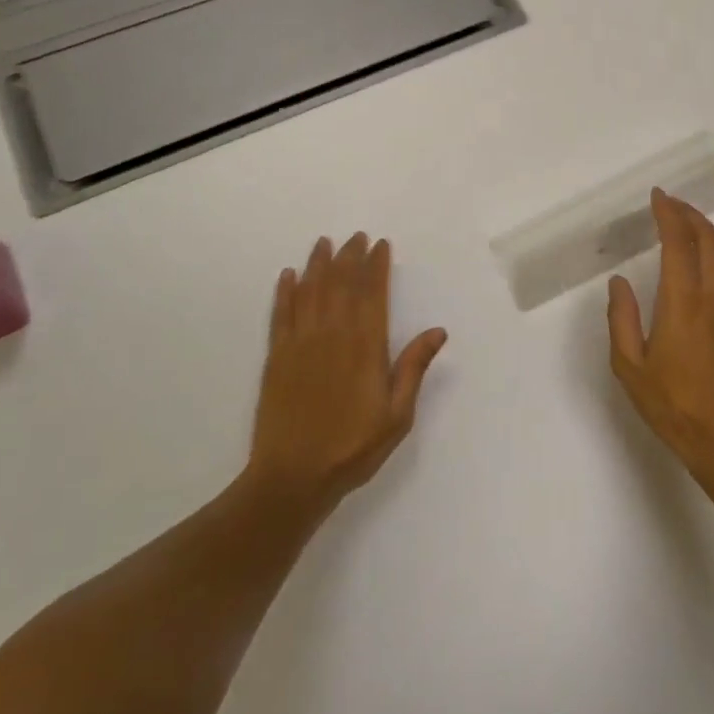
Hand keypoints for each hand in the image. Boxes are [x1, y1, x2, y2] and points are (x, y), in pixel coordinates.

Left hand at [246, 234, 446, 511]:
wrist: (293, 477)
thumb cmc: (352, 448)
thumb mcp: (397, 415)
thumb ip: (413, 368)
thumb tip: (438, 331)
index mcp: (365, 347)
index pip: (373, 293)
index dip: (377, 266)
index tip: (380, 245)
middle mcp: (333, 335)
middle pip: (341, 284)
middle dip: (350, 257)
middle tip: (356, 236)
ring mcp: (301, 343)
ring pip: (310, 291)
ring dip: (318, 264)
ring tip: (324, 243)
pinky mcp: (276, 356)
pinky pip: (280, 313)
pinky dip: (284, 291)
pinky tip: (288, 275)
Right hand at [607, 190, 713, 487]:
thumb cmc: (673, 407)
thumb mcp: (630, 368)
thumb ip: (621, 319)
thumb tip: (619, 281)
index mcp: (683, 303)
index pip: (679, 242)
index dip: (668, 213)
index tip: (658, 197)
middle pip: (710, 238)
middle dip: (690, 214)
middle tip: (671, 205)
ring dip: (713, 231)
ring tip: (694, 227)